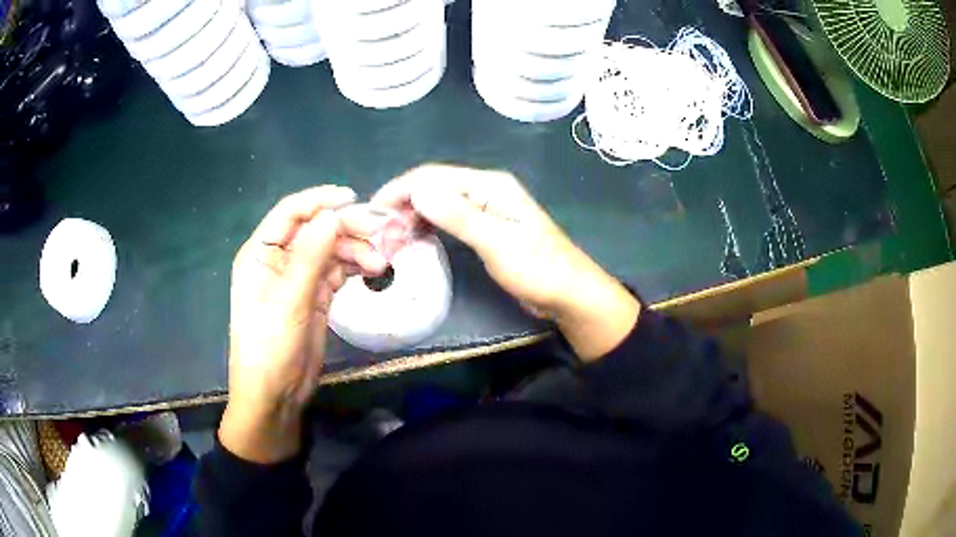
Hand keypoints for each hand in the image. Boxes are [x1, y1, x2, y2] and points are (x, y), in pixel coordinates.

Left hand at [221, 187, 390, 462]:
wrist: (275, 395)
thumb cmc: (270, 347)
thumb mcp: (289, 301)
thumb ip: (310, 257)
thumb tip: (333, 215)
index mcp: (261, 253)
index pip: (290, 213)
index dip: (320, 201)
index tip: (354, 199)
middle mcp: (279, 260)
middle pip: (316, 230)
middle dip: (347, 229)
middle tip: (381, 233)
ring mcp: (298, 279)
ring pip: (330, 251)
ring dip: (356, 251)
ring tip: (381, 263)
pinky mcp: (314, 296)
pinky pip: (337, 271)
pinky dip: (355, 267)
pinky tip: (374, 270)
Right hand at [372, 164, 639, 359]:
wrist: (569, 294)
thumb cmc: (538, 269)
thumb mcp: (497, 243)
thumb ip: (459, 215)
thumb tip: (418, 190)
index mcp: (489, 185)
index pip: (433, 177)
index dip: (400, 190)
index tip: (371, 212)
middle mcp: (485, 190)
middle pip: (433, 187)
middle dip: (403, 203)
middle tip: (377, 230)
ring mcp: (486, 208)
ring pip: (439, 203)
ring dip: (413, 215)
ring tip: (389, 235)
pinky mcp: (485, 227)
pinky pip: (448, 219)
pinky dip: (428, 225)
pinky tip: (414, 238)